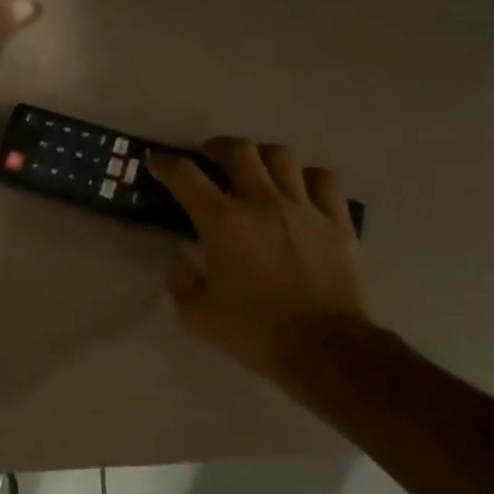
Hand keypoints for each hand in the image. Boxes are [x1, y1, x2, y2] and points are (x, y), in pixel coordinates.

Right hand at [147, 138, 373, 382]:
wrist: (323, 347)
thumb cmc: (254, 332)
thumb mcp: (197, 315)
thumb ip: (181, 280)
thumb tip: (180, 258)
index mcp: (222, 222)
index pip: (186, 176)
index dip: (166, 164)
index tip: (156, 161)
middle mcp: (261, 202)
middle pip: (237, 151)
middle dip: (215, 147)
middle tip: (207, 158)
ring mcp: (304, 207)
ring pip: (280, 156)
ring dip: (260, 155)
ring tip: (254, 167)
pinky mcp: (337, 220)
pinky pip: (322, 179)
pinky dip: (305, 176)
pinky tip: (299, 188)